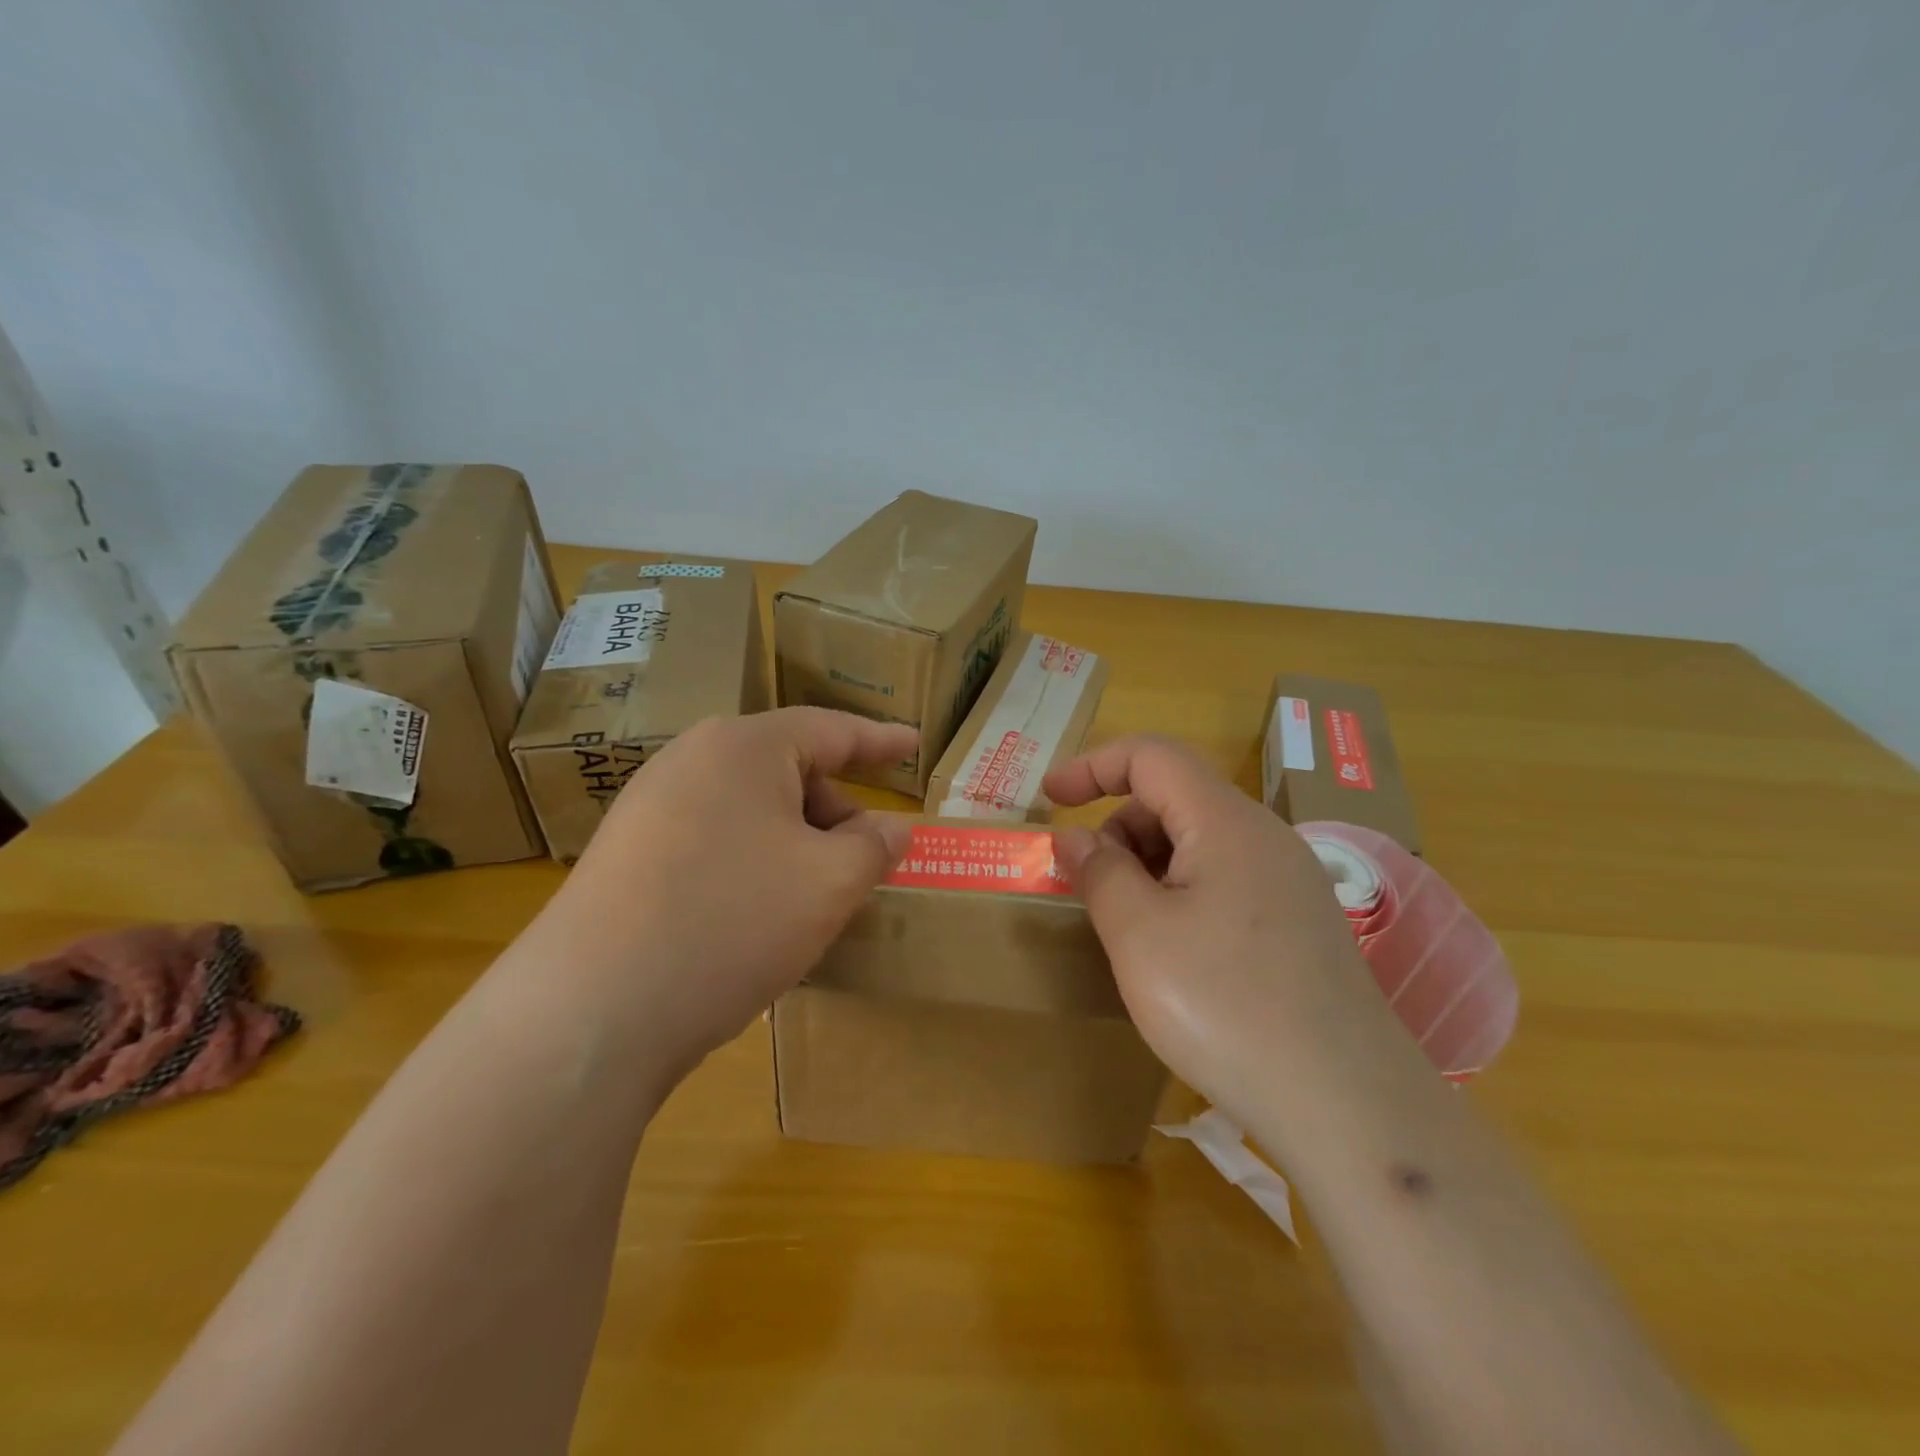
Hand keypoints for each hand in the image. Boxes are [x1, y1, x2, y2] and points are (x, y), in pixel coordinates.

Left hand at [532, 708, 913, 1074]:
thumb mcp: (828, 883)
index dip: (881, 740)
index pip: (831, 729)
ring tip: (814, 901)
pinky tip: (757, 919)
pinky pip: (714, 843)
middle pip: (788, 772)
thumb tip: (891, 829)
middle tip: (866, 862)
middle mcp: (690, 762)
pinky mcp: (626, 857)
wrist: (590, 1012)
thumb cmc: (731, 922)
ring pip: (751, 813)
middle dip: (837, 813)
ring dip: (796, 846)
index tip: (915, 744)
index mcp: (744, 747)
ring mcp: (649, 808)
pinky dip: (754, 867)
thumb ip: (874, 847)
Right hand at [1043, 735, 1392, 1120]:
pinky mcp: (1301, 926)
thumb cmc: (1226, 1007)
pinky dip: (1181, 895)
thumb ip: (1099, 873)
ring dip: (1149, 866)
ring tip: (1130, 930)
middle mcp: (1266, 838)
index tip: (1049, 799)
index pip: (1152, 756)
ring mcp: (1290, 883)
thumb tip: (1076, 838)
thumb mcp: (1139, 936)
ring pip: (1200, 844)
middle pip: (1176, 798)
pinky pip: (1226, 882)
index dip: (1093, 765)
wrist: (1349, 1108)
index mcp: (1227, 822)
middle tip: (1091, 888)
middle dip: (1119, 827)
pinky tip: (1175, 956)